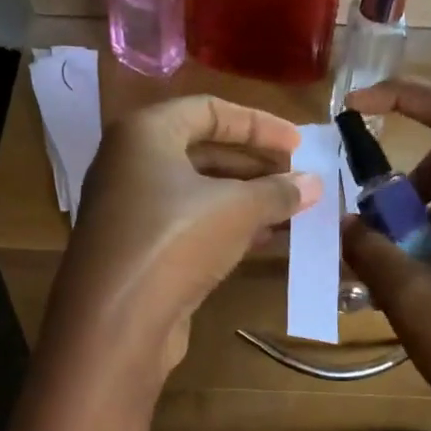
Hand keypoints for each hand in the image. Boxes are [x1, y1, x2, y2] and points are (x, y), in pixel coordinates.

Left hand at [45, 95, 319, 384]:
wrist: (116, 321)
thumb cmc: (174, 241)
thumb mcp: (236, 209)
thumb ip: (277, 191)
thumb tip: (313, 183)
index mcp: (145, 133)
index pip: (208, 110)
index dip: (258, 124)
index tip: (297, 144)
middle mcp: (129, 164)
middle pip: (201, 151)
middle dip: (253, 165)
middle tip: (295, 179)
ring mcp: (130, 210)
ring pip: (196, 193)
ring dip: (244, 200)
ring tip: (289, 210)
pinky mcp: (137, 251)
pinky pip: (187, 226)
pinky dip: (224, 227)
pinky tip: (263, 240)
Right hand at [340, 80, 430, 430]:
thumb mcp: (411, 296)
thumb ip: (370, 250)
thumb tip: (344, 223)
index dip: (406, 98)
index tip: (356, 107)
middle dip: (397, 184)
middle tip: (364, 222)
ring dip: (402, 224)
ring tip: (368, 267)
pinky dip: (416, 250)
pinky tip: (389, 288)